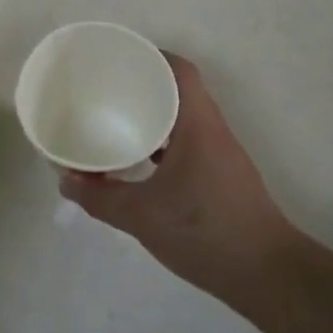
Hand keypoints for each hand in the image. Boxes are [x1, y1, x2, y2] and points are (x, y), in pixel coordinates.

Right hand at [60, 53, 291, 299]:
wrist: (266, 275)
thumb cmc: (205, 232)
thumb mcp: (142, 216)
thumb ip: (101, 198)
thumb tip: (66, 182)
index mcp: (198, 125)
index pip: (180, 71)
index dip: (152, 56)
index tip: (119, 60)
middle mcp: (212, 131)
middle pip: (180, 91)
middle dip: (144, 85)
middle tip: (107, 89)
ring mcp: (220, 154)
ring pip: (183, 118)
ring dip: (154, 115)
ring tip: (116, 119)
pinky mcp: (220, 176)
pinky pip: (187, 142)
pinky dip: (162, 141)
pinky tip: (139, 160)